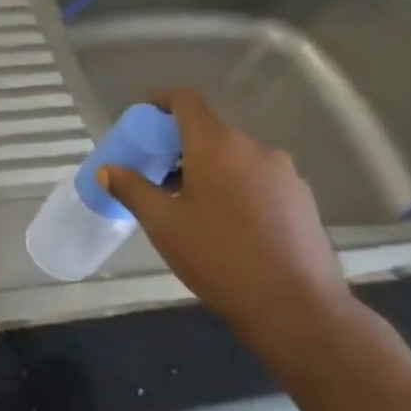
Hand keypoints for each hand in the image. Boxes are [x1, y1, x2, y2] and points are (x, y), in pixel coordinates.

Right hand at [99, 89, 354, 350]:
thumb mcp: (163, 223)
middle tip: (155, 175)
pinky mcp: (302, 200)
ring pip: (234, 157)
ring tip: (188, 205)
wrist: (296, 308)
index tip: (142, 121)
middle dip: (178, 146)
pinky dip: (234, 187)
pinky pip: (257, 179)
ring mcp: (284, 174)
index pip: (186, 101)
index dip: (161, 102)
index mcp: (218, 146)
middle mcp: (255, 149)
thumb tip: (108, 170)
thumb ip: (132, 189)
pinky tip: (224, 224)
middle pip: (209, 132)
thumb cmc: (218, 257)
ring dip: (207, 169)